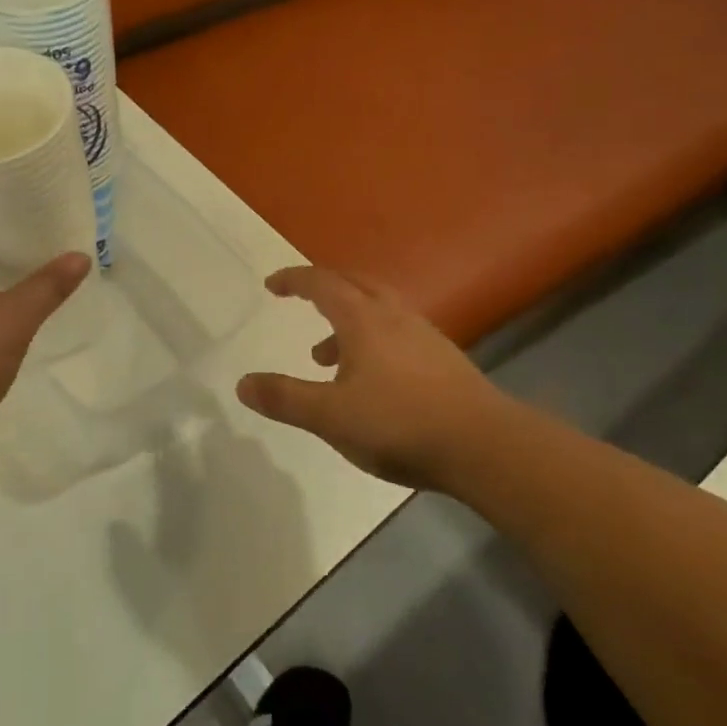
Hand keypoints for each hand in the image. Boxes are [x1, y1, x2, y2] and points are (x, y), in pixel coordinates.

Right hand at [236, 266, 509, 491]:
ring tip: (324, 357)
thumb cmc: (399, 424)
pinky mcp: (443, 359)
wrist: (484, 445)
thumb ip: (285, 398)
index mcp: (363, 320)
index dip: (294, 280)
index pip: (322, 284)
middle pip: (354, 284)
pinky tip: (370, 379)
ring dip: (346, 320)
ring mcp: (424, 335)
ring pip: (377, 310)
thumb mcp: (330, 416)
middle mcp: (394, 316)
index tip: (272, 285)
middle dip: (323, 287)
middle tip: (301, 299)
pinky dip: (371, 340)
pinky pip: (396, 332)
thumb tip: (242, 384)